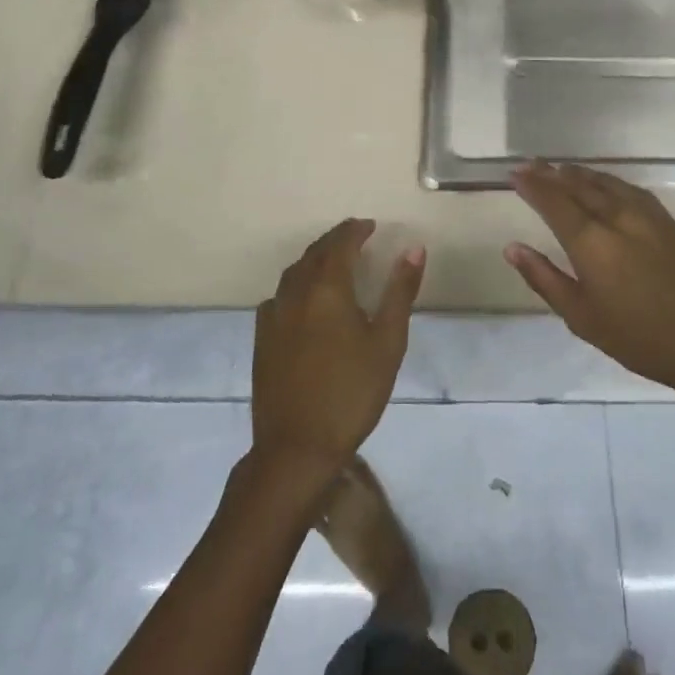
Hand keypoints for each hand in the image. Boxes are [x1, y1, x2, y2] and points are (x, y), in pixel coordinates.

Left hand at [252, 219, 423, 477]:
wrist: (296, 448)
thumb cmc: (352, 393)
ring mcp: (273, 316)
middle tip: (355, 238)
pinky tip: (304, 301)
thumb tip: (413, 248)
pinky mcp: (261, 338)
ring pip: (294, 272)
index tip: (370, 226)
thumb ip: (399, 291)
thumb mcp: (387, 343)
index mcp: (327, 288)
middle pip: (314, 253)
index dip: (355, 230)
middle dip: (335, 241)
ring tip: (333, 264)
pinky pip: (279, 296)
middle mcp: (295, 292)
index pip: (340, 243)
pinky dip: (296, 285)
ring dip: (314, 260)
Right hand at [506, 162, 674, 398]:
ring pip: (605, 183)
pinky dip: (608, 181)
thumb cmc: (640, 339)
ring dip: (579, 173)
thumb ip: (545, 278)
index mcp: (592, 242)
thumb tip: (513, 247)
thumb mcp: (582, 318)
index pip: (554, 202)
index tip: (514, 173)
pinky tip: (603, 184)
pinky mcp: (668, 220)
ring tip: (559, 169)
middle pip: (578, 185)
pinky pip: (629, 188)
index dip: (532, 185)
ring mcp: (647, 215)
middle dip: (551, 173)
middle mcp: (617, 218)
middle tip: (530, 164)